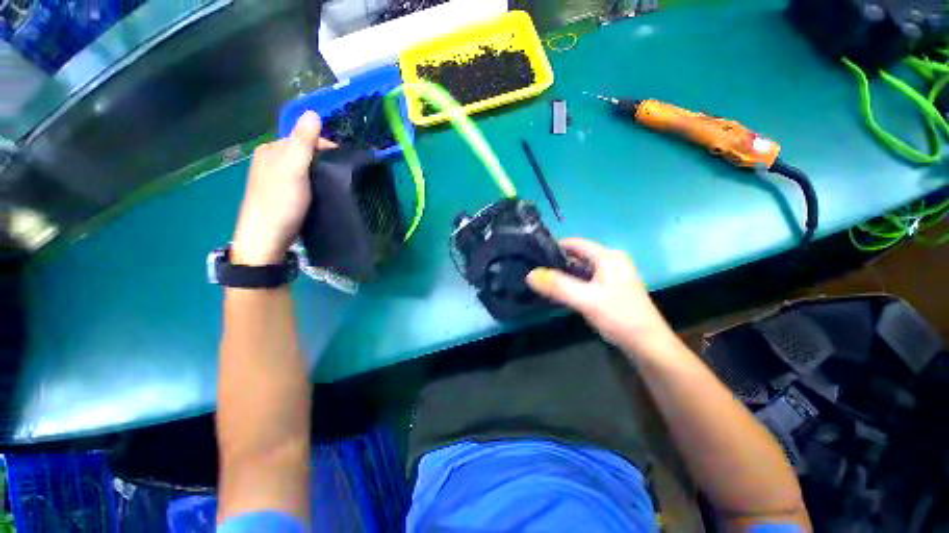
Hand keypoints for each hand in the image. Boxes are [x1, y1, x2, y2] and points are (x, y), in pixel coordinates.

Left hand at [231, 112, 335, 265]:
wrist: (267, 238)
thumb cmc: (280, 201)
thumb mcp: (293, 168)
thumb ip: (302, 142)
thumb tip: (313, 112)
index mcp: (272, 149)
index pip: (304, 138)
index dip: (326, 146)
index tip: (346, 162)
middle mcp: (271, 160)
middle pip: (305, 153)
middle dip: (324, 161)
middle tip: (342, 177)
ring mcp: (276, 178)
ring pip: (304, 168)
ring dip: (320, 174)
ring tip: (335, 186)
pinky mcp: (283, 194)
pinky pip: (303, 181)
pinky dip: (314, 184)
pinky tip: (322, 193)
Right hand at [526, 238, 674, 355]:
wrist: (648, 344)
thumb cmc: (619, 316)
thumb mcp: (586, 300)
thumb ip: (557, 286)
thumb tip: (530, 274)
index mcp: (608, 257)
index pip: (576, 243)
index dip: (555, 246)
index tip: (534, 255)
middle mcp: (612, 261)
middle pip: (579, 254)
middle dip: (558, 260)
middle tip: (536, 269)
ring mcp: (614, 275)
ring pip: (583, 267)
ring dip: (565, 272)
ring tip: (544, 279)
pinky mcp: (613, 288)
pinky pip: (588, 278)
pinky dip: (574, 281)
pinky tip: (562, 290)